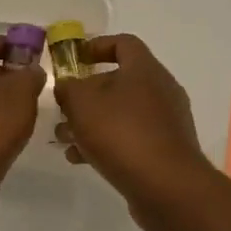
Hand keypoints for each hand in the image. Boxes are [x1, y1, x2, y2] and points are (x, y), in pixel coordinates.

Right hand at [53, 34, 216, 230]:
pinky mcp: (165, 150)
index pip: (123, 43)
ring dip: (92, 122)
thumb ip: (69, 88)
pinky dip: (106, 143)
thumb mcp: (83, 104)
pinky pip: (131, 138)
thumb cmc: (123, 133)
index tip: (75, 58)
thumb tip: (67, 86)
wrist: (168, 187)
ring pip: (122, 112)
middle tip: (63, 108)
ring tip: (64, 138)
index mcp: (145, 69)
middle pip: (120, 81)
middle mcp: (161, 90)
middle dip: (87, 94)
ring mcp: (166, 122)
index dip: (97, 46)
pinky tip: (80, 159)